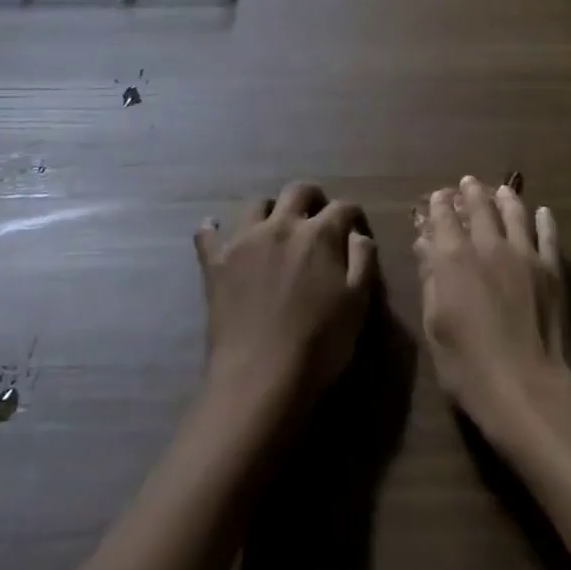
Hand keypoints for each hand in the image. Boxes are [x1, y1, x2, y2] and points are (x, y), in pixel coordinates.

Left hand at [195, 183, 376, 409]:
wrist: (260, 378)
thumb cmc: (319, 344)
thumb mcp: (358, 304)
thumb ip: (362, 261)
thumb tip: (357, 234)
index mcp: (320, 234)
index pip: (343, 207)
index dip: (352, 215)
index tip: (355, 228)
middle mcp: (282, 225)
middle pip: (298, 191)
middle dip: (312, 197)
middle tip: (316, 215)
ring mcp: (245, 240)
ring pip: (257, 204)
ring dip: (270, 210)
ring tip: (274, 227)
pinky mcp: (216, 262)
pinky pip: (207, 235)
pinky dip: (211, 230)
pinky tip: (213, 230)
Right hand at [415, 175, 570, 447]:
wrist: (529, 389)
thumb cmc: (469, 367)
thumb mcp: (435, 327)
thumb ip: (431, 280)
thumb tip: (425, 246)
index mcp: (453, 258)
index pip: (443, 219)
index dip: (440, 205)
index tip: (439, 196)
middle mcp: (488, 245)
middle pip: (480, 208)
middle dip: (471, 192)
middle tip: (469, 182)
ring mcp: (524, 254)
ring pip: (514, 213)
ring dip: (505, 198)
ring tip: (502, 190)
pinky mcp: (552, 269)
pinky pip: (548, 235)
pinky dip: (544, 221)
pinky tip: (543, 212)